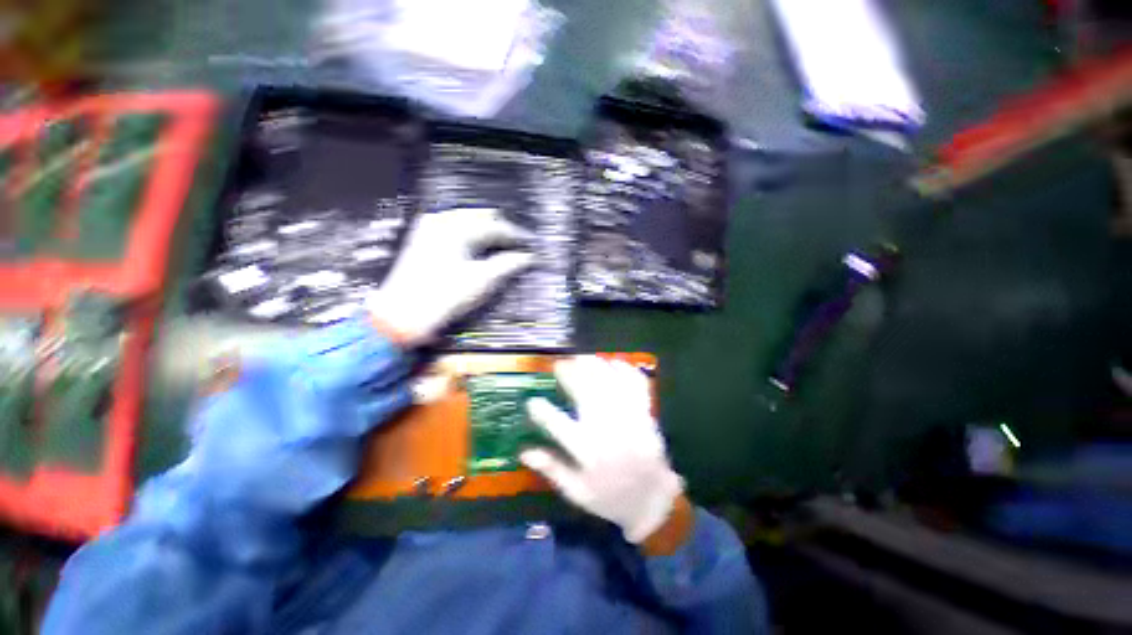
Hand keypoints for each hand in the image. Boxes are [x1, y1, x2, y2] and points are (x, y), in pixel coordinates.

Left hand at [367, 208, 533, 345]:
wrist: (404, 314)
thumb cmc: (444, 296)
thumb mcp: (482, 281)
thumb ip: (507, 264)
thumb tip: (526, 258)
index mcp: (457, 229)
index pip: (496, 226)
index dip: (516, 235)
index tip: (529, 245)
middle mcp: (442, 221)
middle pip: (481, 216)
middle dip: (501, 229)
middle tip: (516, 245)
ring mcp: (430, 229)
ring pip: (467, 220)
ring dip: (486, 231)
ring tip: (501, 247)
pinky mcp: (423, 239)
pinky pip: (454, 228)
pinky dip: (471, 235)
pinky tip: (478, 248)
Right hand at [520, 357, 685, 543]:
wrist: (654, 501)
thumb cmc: (611, 498)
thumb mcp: (578, 493)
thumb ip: (552, 469)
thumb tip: (523, 451)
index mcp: (588, 451)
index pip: (557, 425)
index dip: (541, 411)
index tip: (532, 401)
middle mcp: (607, 430)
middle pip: (585, 392)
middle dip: (570, 373)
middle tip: (559, 363)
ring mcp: (629, 418)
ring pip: (609, 383)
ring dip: (594, 366)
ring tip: (581, 357)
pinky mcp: (646, 414)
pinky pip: (636, 385)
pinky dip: (626, 370)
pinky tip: (614, 362)